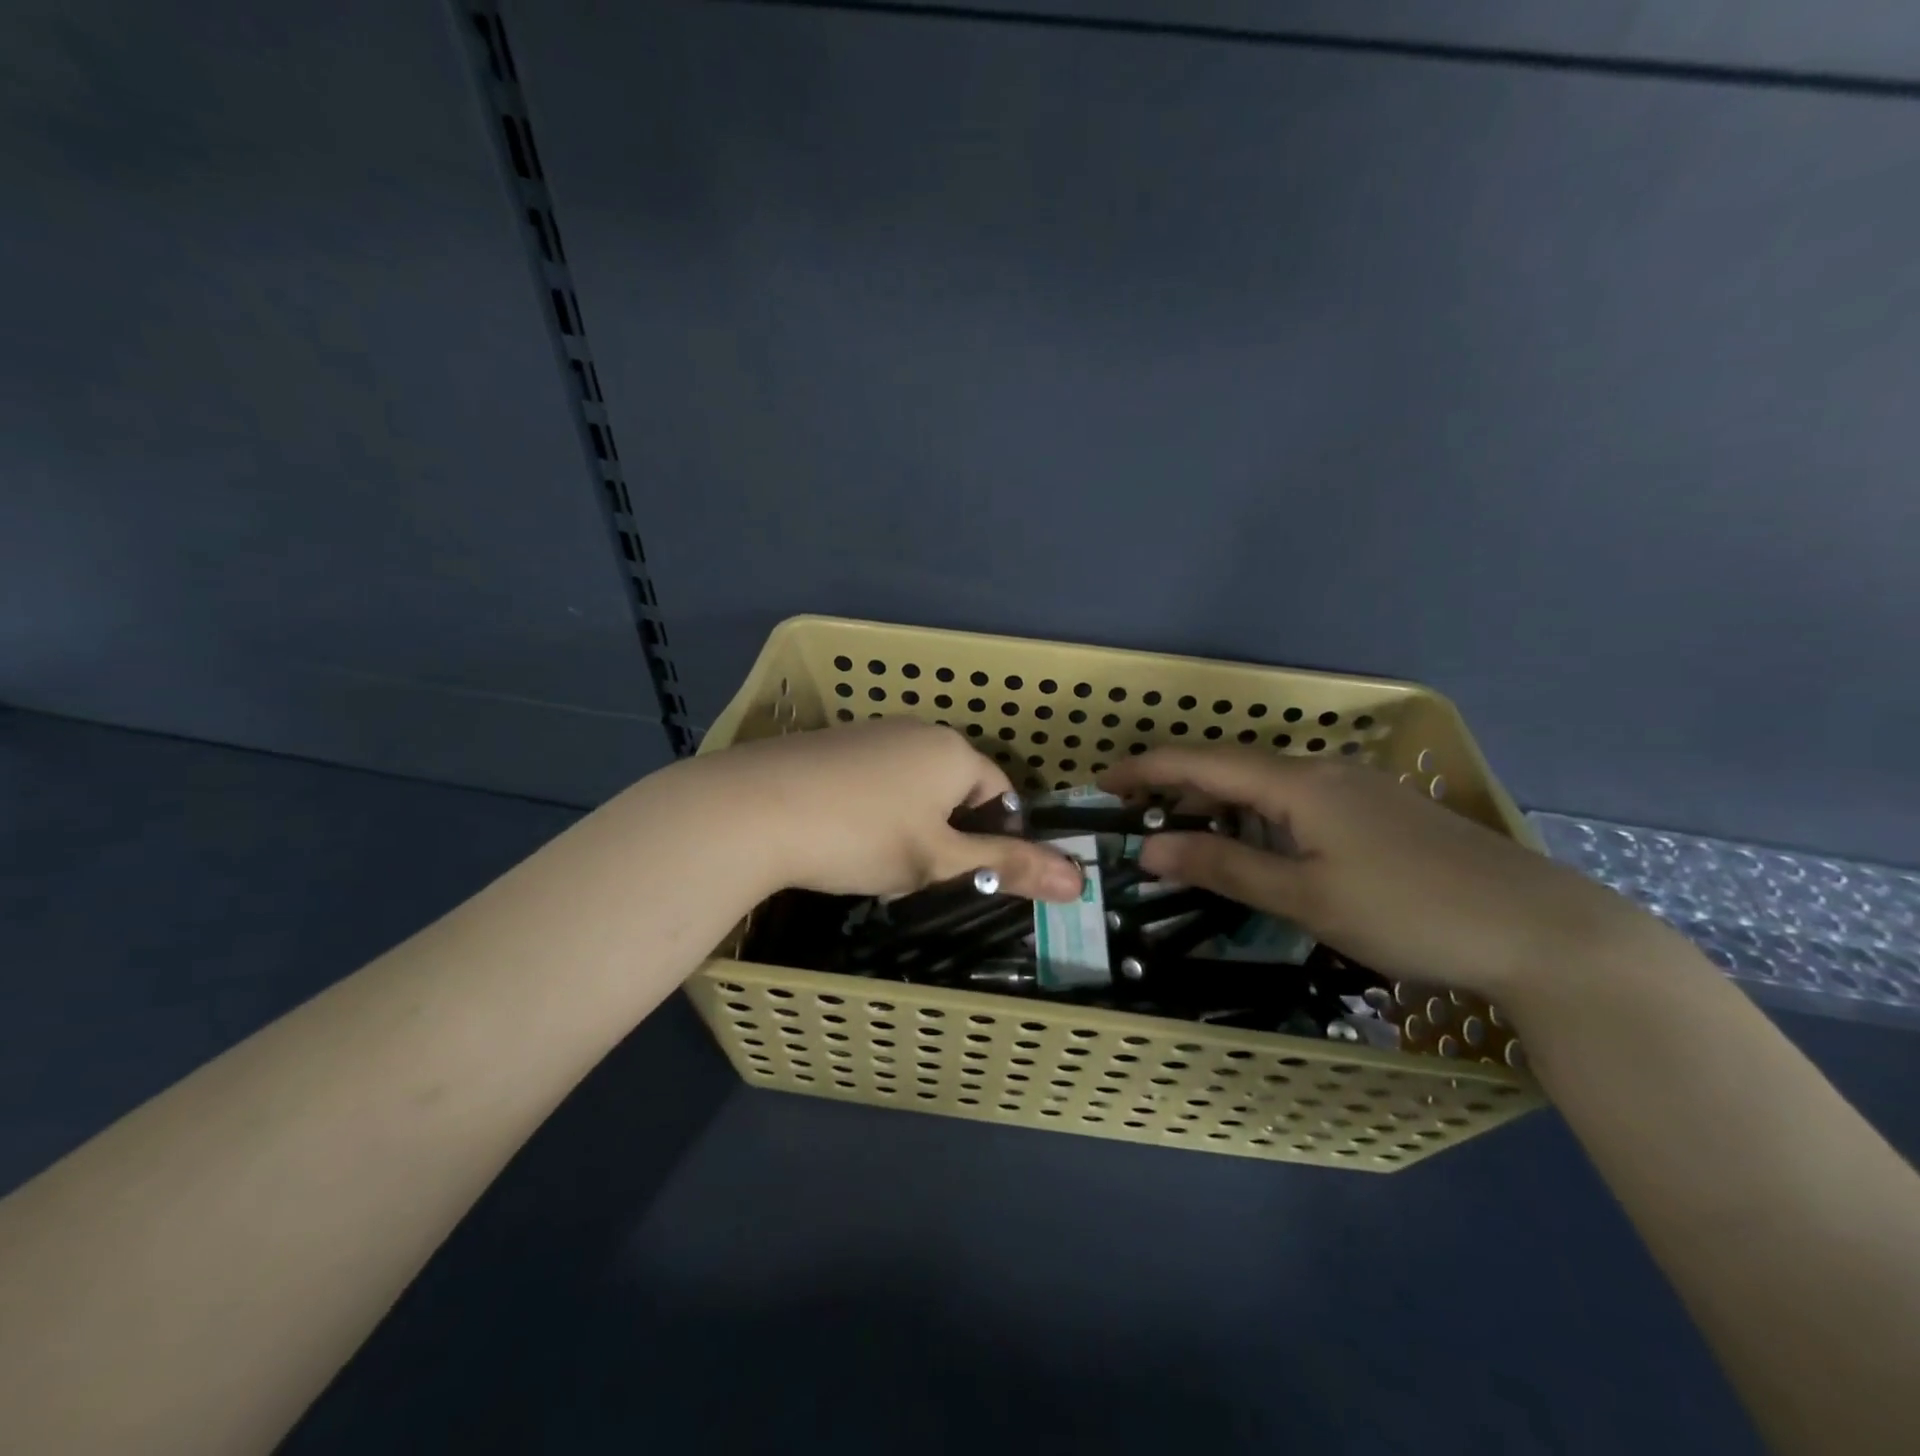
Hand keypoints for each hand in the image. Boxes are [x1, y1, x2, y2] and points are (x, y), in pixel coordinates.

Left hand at [690, 720, 1084, 901]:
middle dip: (947, 832)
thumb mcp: (939, 861)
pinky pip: (872, 778)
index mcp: (953, 752)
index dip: (992, 836)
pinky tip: (840, 836)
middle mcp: (916, 730)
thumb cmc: (862, 835)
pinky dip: (871, 809)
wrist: (752, 809)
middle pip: (954, 787)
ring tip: (876, 861)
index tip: (963, 873)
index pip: (999, 792)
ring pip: (911, 785)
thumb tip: (1081, 881)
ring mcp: (869, 732)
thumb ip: (1008, 868)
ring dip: (909, 823)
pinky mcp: (830, 744)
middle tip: (918, 873)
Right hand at [1099, 748, 1664, 1001]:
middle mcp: (1324, 771)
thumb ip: (1224, 866)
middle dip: (1177, 785)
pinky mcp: (1382, 810)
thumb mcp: (1305, 897)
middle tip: (1135, 816)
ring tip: (1185, 831)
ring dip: (1218, 801)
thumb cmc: (1409, 912)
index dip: (1147, 769)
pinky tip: (1259, 844)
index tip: (1102, 784)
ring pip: (1267, 783)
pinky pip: (1297, 799)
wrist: (1541, 929)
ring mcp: (1358, 787)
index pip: (1202, 762)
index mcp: (1298, 783)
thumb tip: (1151, 847)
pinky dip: (1257, 815)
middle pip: (1232, 766)